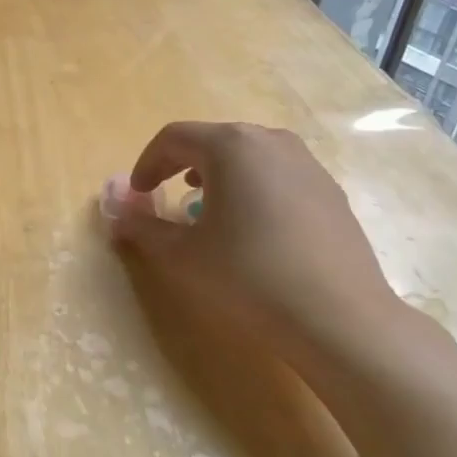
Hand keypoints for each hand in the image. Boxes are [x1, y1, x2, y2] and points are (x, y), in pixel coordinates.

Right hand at [111, 121, 399, 359]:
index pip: (174, 137)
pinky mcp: (331, 192)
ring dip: (219, 175)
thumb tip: (117, 213)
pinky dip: (252, 189)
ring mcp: (308, 165)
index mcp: (232, 146)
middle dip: (182, 165)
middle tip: (167, 197)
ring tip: (207, 209)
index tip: (138, 195)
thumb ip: (142, 227)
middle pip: (214, 140)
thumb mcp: (182, 255)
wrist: (339, 319)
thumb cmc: (248, 277)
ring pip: (249, 156)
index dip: (147, 163)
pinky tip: (252, 229)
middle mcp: (272, 142)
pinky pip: (278, 175)